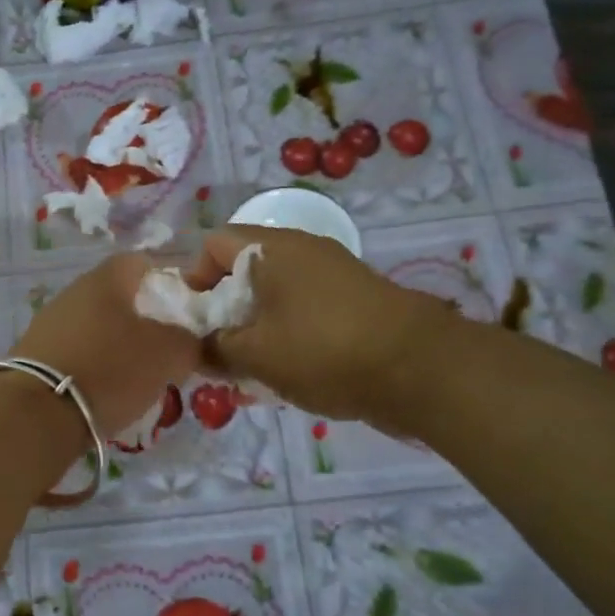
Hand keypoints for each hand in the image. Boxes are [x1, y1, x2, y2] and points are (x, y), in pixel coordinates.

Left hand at [13, 252, 203, 436]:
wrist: (37, 412)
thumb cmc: (110, 368)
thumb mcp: (167, 354)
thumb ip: (188, 341)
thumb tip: (188, 341)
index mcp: (105, 280)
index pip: (139, 262)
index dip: (166, 280)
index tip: (184, 308)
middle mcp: (72, 294)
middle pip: (116, 298)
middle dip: (143, 319)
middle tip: (166, 348)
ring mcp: (48, 326)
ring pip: (95, 329)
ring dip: (117, 347)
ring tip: (138, 378)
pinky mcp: (34, 358)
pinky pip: (75, 355)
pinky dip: (93, 369)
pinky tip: (104, 394)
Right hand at [190, 226, 460, 422]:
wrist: (420, 368)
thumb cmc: (324, 351)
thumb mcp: (256, 355)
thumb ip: (215, 348)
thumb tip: (197, 348)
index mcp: (273, 249)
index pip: (214, 244)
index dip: (193, 278)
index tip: (194, 319)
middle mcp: (303, 250)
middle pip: (245, 269)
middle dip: (224, 310)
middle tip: (218, 351)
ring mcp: (333, 273)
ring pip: (275, 294)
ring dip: (255, 327)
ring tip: (250, 369)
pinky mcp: (355, 300)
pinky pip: (304, 309)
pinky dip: (287, 333)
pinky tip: (288, 371)